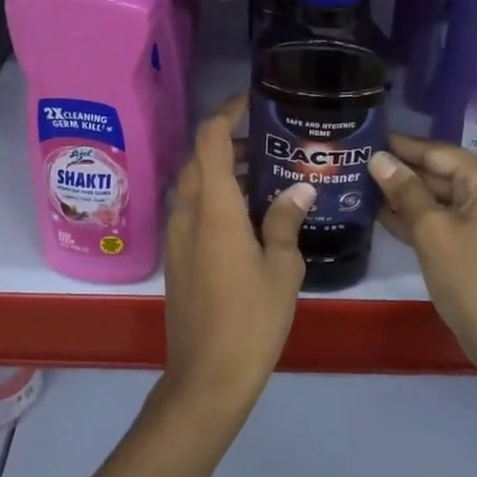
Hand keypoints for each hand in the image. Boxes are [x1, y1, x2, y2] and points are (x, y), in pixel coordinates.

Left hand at [159, 94, 313, 414]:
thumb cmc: (251, 319)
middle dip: (230, 142)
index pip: (210, 140)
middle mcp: (188, 213)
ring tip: (265, 177)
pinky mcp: (176, 258)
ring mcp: (177, 236)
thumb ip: (286, 221)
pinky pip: (193, 211)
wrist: (207, 376)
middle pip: (200, 159)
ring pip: (195, 186)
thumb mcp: (282, 268)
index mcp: (214, 208)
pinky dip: (216, 198)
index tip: (252, 101)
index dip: (227, 112)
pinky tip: (247, 217)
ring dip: (223, 172)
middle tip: (270, 144)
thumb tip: (300, 188)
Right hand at [369, 134, 476, 403]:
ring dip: (405, 195)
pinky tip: (382, 214)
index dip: (400, 145)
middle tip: (356, 161)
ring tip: (360, 184)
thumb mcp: (432, 231)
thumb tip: (378, 158)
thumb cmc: (470, 279)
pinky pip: (446, 218)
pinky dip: (419, 217)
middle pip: (440, 172)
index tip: (366, 135)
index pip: (438, 152)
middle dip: (400, 171)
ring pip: (440, 197)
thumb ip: (405, 190)